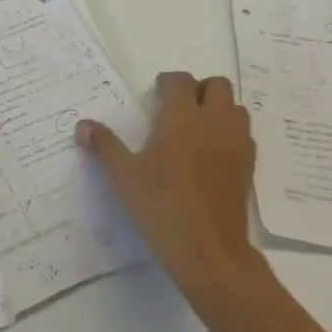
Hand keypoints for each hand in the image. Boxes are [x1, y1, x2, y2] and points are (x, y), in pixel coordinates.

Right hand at [78, 71, 263, 303]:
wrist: (209, 250)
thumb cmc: (162, 205)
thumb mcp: (124, 176)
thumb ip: (105, 145)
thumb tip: (82, 126)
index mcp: (182, 116)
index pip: (180, 81)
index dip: (167, 83)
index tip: (155, 95)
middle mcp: (213, 121)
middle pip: (216, 85)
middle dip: (199, 89)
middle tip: (179, 108)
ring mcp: (236, 143)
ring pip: (235, 108)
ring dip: (219, 109)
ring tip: (198, 129)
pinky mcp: (248, 166)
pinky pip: (243, 135)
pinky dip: (230, 134)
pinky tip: (212, 154)